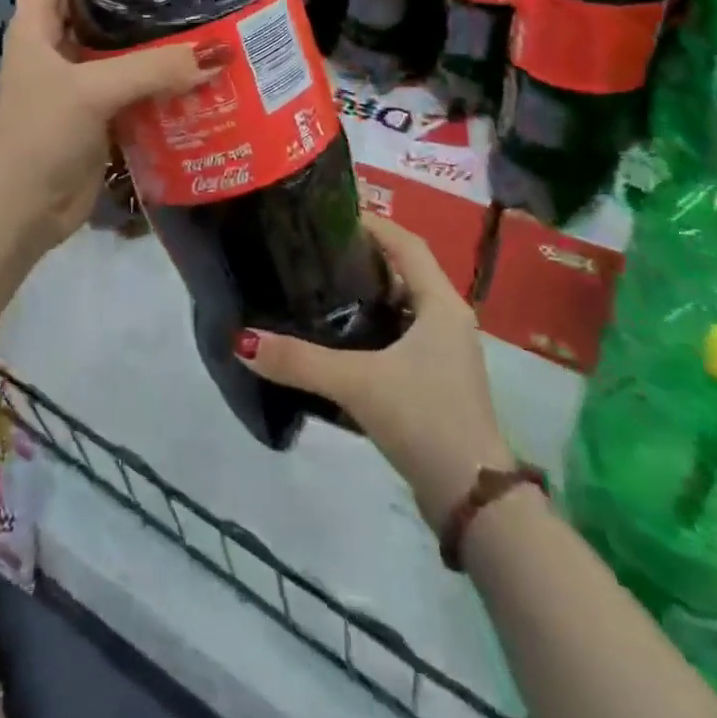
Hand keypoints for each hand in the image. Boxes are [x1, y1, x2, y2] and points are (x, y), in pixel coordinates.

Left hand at [0, 0, 207, 255]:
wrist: (21, 210)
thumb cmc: (38, 137)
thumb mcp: (89, 93)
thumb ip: (152, 69)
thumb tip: (220, 51)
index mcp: (37, 21)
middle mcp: (57, 38)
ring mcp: (80, 73)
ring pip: (116, 28)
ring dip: (146, 8)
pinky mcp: (102, 105)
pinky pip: (137, 70)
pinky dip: (162, 59)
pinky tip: (198, 50)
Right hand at [235, 214, 512, 528]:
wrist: (473, 501)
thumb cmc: (425, 419)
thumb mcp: (359, 383)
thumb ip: (300, 361)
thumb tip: (243, 341)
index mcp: (441, 304)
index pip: (406, 243)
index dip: (373, 224)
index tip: (330, 216)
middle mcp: (447, 320)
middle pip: (403, 271)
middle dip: (362, 259)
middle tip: (314, 252)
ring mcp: (444, 353)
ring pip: (401, 307)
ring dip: (366, 296)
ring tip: (317, 289)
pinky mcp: (435, 381)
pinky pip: (399, 338)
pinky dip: (371, 330)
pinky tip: (337, 340)